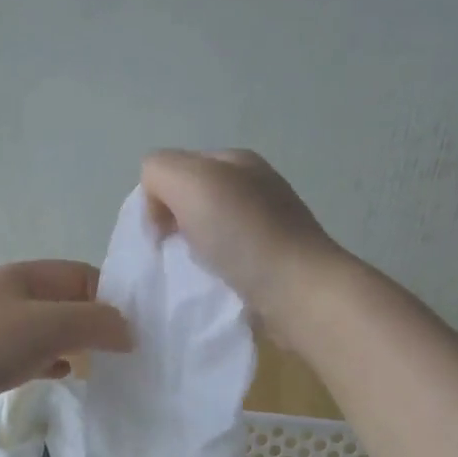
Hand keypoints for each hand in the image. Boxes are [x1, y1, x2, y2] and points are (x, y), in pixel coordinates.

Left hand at [0, 260, 132, 437]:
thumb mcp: (49, 325)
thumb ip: (96, 322)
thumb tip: (129, 332)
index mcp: (26, 276)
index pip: (83, 275)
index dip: (112, 297)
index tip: (136, 328)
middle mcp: (14, 297)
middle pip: (69, 304)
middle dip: (98, 324)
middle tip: (127, 351)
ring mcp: (0, 330)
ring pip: (52, 332)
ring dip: (79, 346)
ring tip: (106, 366)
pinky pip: (34, 357)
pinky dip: (55, 363)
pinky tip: (69, 376)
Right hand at [140, 149, 347, 332]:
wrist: (300, 294)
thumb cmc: (244, 234)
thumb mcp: (190, 182)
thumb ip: (159, 173)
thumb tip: (157, 206)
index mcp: (237, 162)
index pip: (176, 169)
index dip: (158, 197)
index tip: (159, 232)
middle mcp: (254, 189)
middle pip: (192, 203)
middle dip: (174, 227)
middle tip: (172, 256)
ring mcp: (267, 229)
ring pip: (208, 236)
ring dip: (192, 255)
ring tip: (192, 276)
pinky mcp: (271, 266)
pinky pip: (226, 264)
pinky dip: (213, 276)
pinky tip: (213, 289)